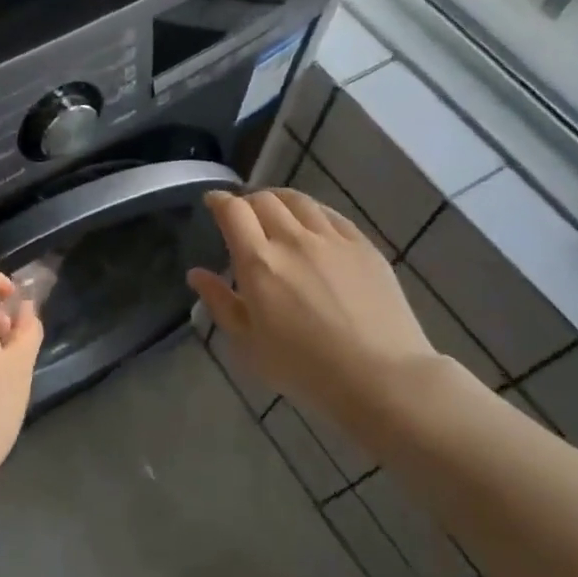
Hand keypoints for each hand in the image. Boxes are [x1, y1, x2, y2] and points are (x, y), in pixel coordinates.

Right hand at [188, 189, 437, 426]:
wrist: (381, 377)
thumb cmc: (305, 368)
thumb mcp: (249, 344)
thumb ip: (220, 303)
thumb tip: (196, 274)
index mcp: (259, 262)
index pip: (233, 212)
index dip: (219, 201)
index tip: (213, 202)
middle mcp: (293, 239)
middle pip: (264, 200)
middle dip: (246, 201)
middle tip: (242, 215)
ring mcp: (332, 239)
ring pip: (298, 200)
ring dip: (278, 199)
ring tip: (274, 210)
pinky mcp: (363, 245)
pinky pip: (330, 214)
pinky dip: (311, 211)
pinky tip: (311, 223)